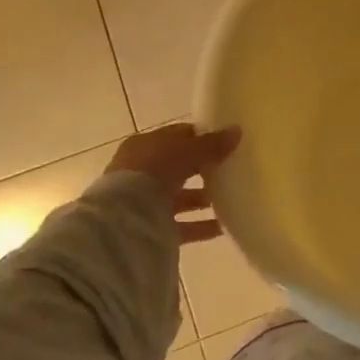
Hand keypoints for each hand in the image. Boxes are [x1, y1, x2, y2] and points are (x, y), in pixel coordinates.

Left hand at [109, 124, 240, 244]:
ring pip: (179, 197)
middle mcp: (141, 172)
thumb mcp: (187, 150)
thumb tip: (237, 131)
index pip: (176, 136)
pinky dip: (200, 225)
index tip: (225, 142)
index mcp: (144, 146)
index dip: (200, 138)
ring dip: (203, 199)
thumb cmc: (153, 171)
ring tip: (231, 199)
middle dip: (203, 169)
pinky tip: (223, 227)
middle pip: (178, 168)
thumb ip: (211, 144)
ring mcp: (143, 201)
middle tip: (230, 170)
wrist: (123, 220)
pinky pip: (181, 225)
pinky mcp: (150, 228)